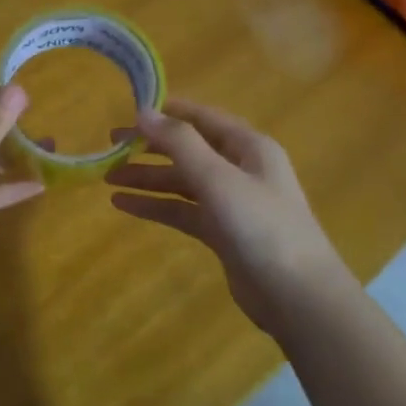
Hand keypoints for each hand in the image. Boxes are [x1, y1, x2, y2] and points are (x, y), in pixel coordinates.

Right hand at [106, 100, 352, 334]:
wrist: (297, 296)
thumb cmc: (262, 227)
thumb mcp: (219, 179)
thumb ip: (180, 143)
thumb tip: (143, 111)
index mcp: (248, 146)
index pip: (202, 117)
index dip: (167, 112)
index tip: (129, 110)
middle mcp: (240, 168)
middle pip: (189, 149)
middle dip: (150, 147)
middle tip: (110, 146)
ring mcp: (232, 202)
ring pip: (182, 181)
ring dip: (148, 178)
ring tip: (108, 178)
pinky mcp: (222, 232)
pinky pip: (183, 210)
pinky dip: (156, 205)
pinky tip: (124, 205)